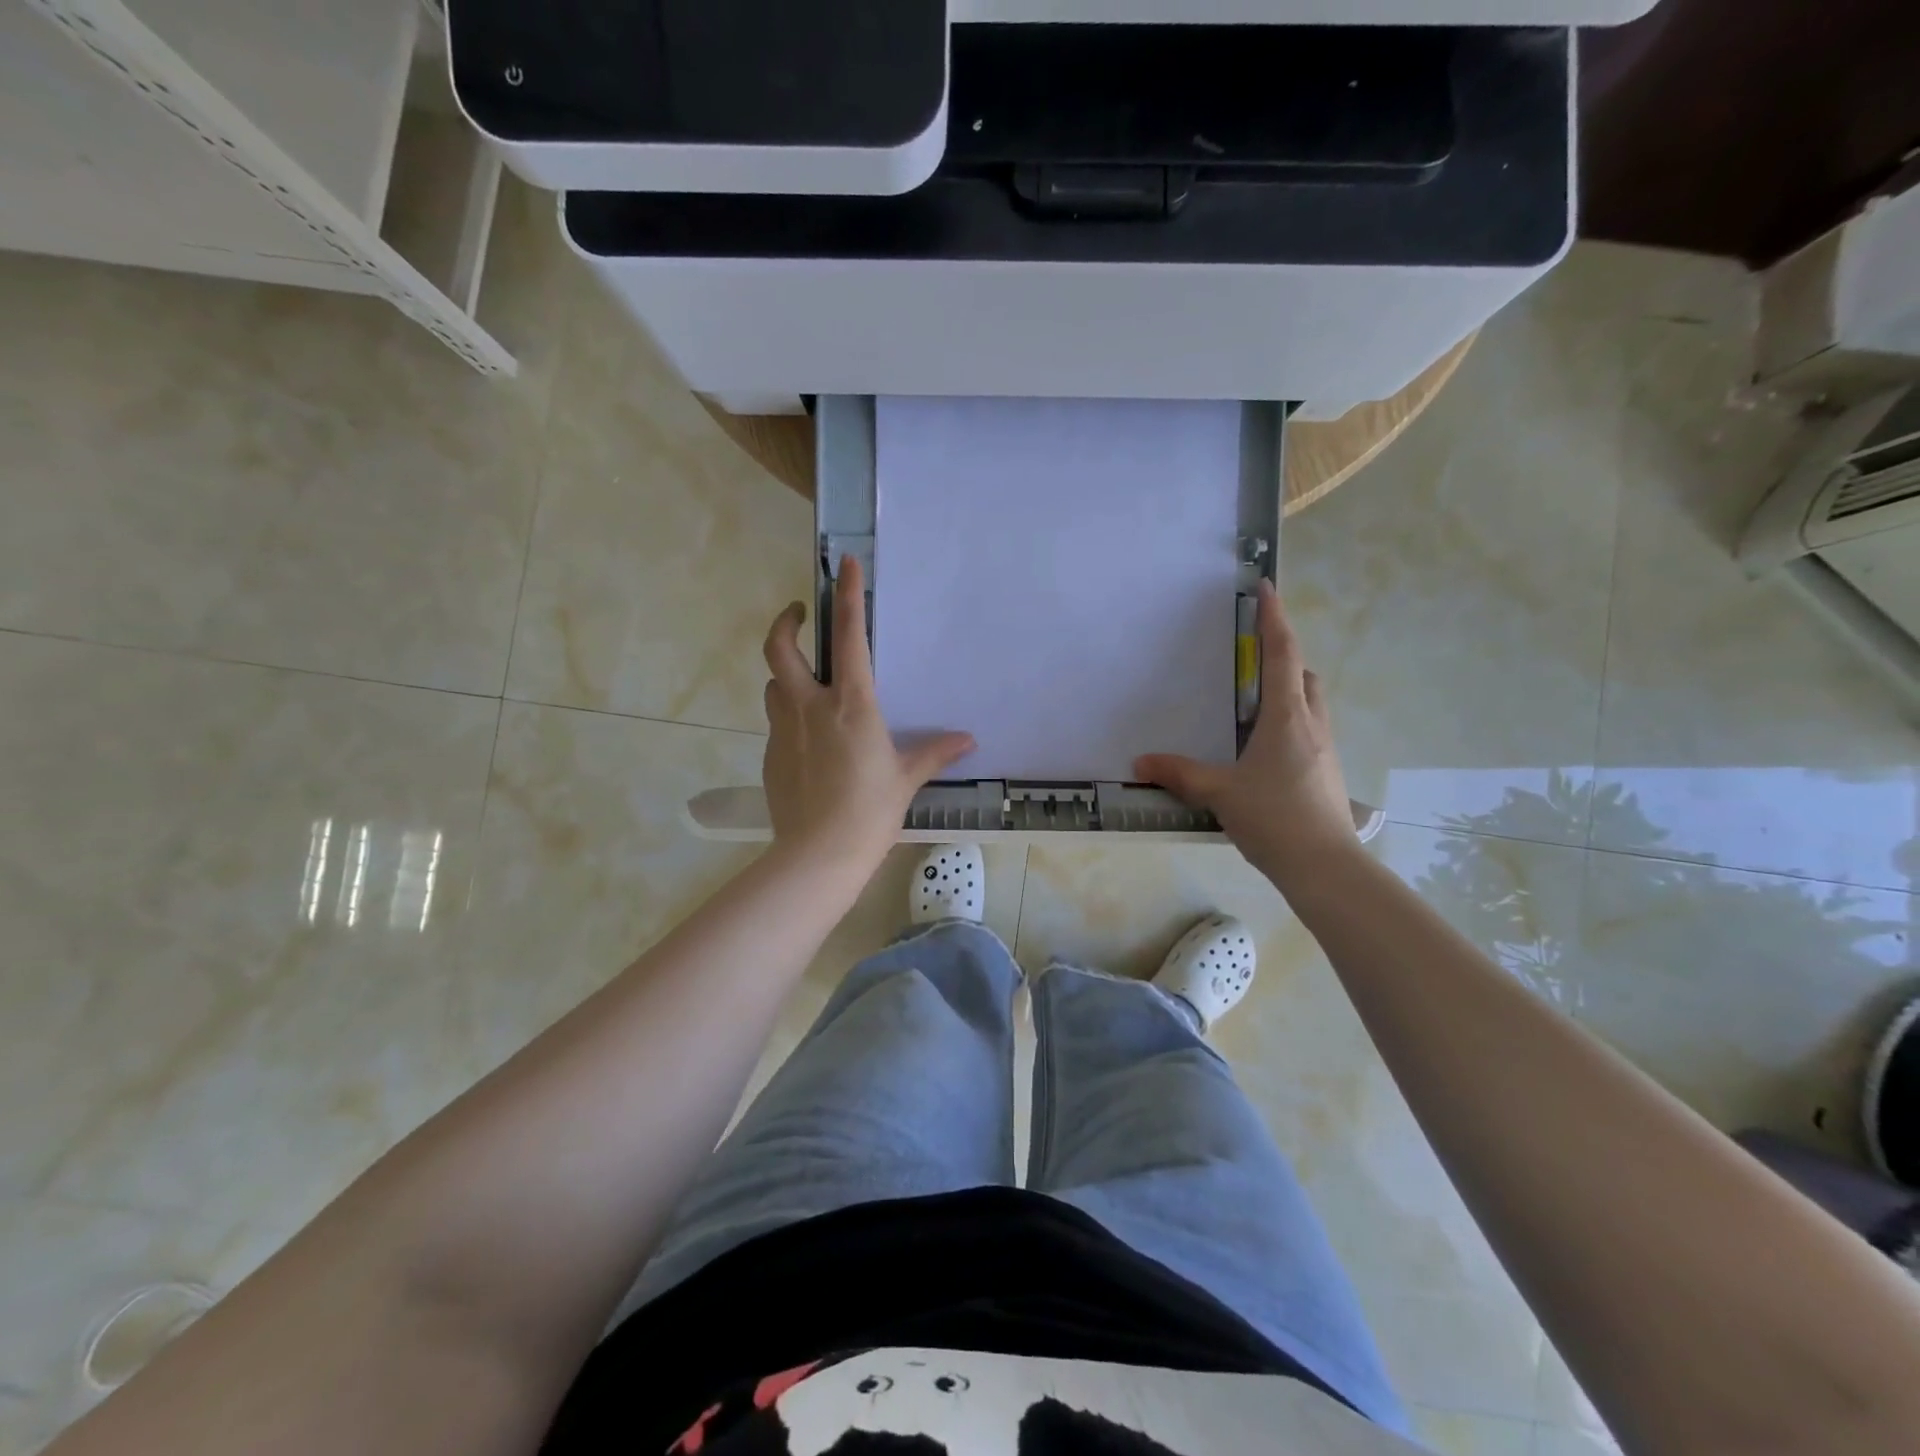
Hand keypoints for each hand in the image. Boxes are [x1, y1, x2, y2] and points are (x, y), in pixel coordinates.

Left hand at [761, 556, 974, 879]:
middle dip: (786, 621)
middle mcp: (810, 707)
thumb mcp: (906, 778)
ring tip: (805, 682)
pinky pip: (776, 721)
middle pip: (780, 648)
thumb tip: (967, 740)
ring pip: (774, 684)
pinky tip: (807, 739)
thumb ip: (934, 753)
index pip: (850, 636)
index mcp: (851, 704)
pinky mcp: (771, 755)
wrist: (818, 856)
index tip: (846, 564)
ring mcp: (784, 730)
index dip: (848, 595)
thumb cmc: (869, 811)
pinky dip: (789, 715)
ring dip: (786, 674)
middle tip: (800, 615)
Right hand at [1135, 581, 1359, 891]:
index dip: (1274, 619)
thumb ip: (1180, 774)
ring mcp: (1324, 751)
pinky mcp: (1325, 774)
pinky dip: (1288, 724)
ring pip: (1309, 705)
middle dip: (1284, 657)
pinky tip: (1263, 750)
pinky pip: (1308, 732)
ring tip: (1253, 706)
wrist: (1326, 866)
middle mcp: (1311, 725)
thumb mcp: (1220, 793)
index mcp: (1287, 718)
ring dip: (1288, 692)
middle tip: (1252, 660)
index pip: (1283, 654)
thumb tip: (1140, 763)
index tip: (1266, 588)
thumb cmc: (1275, 818)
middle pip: (1303, 676)